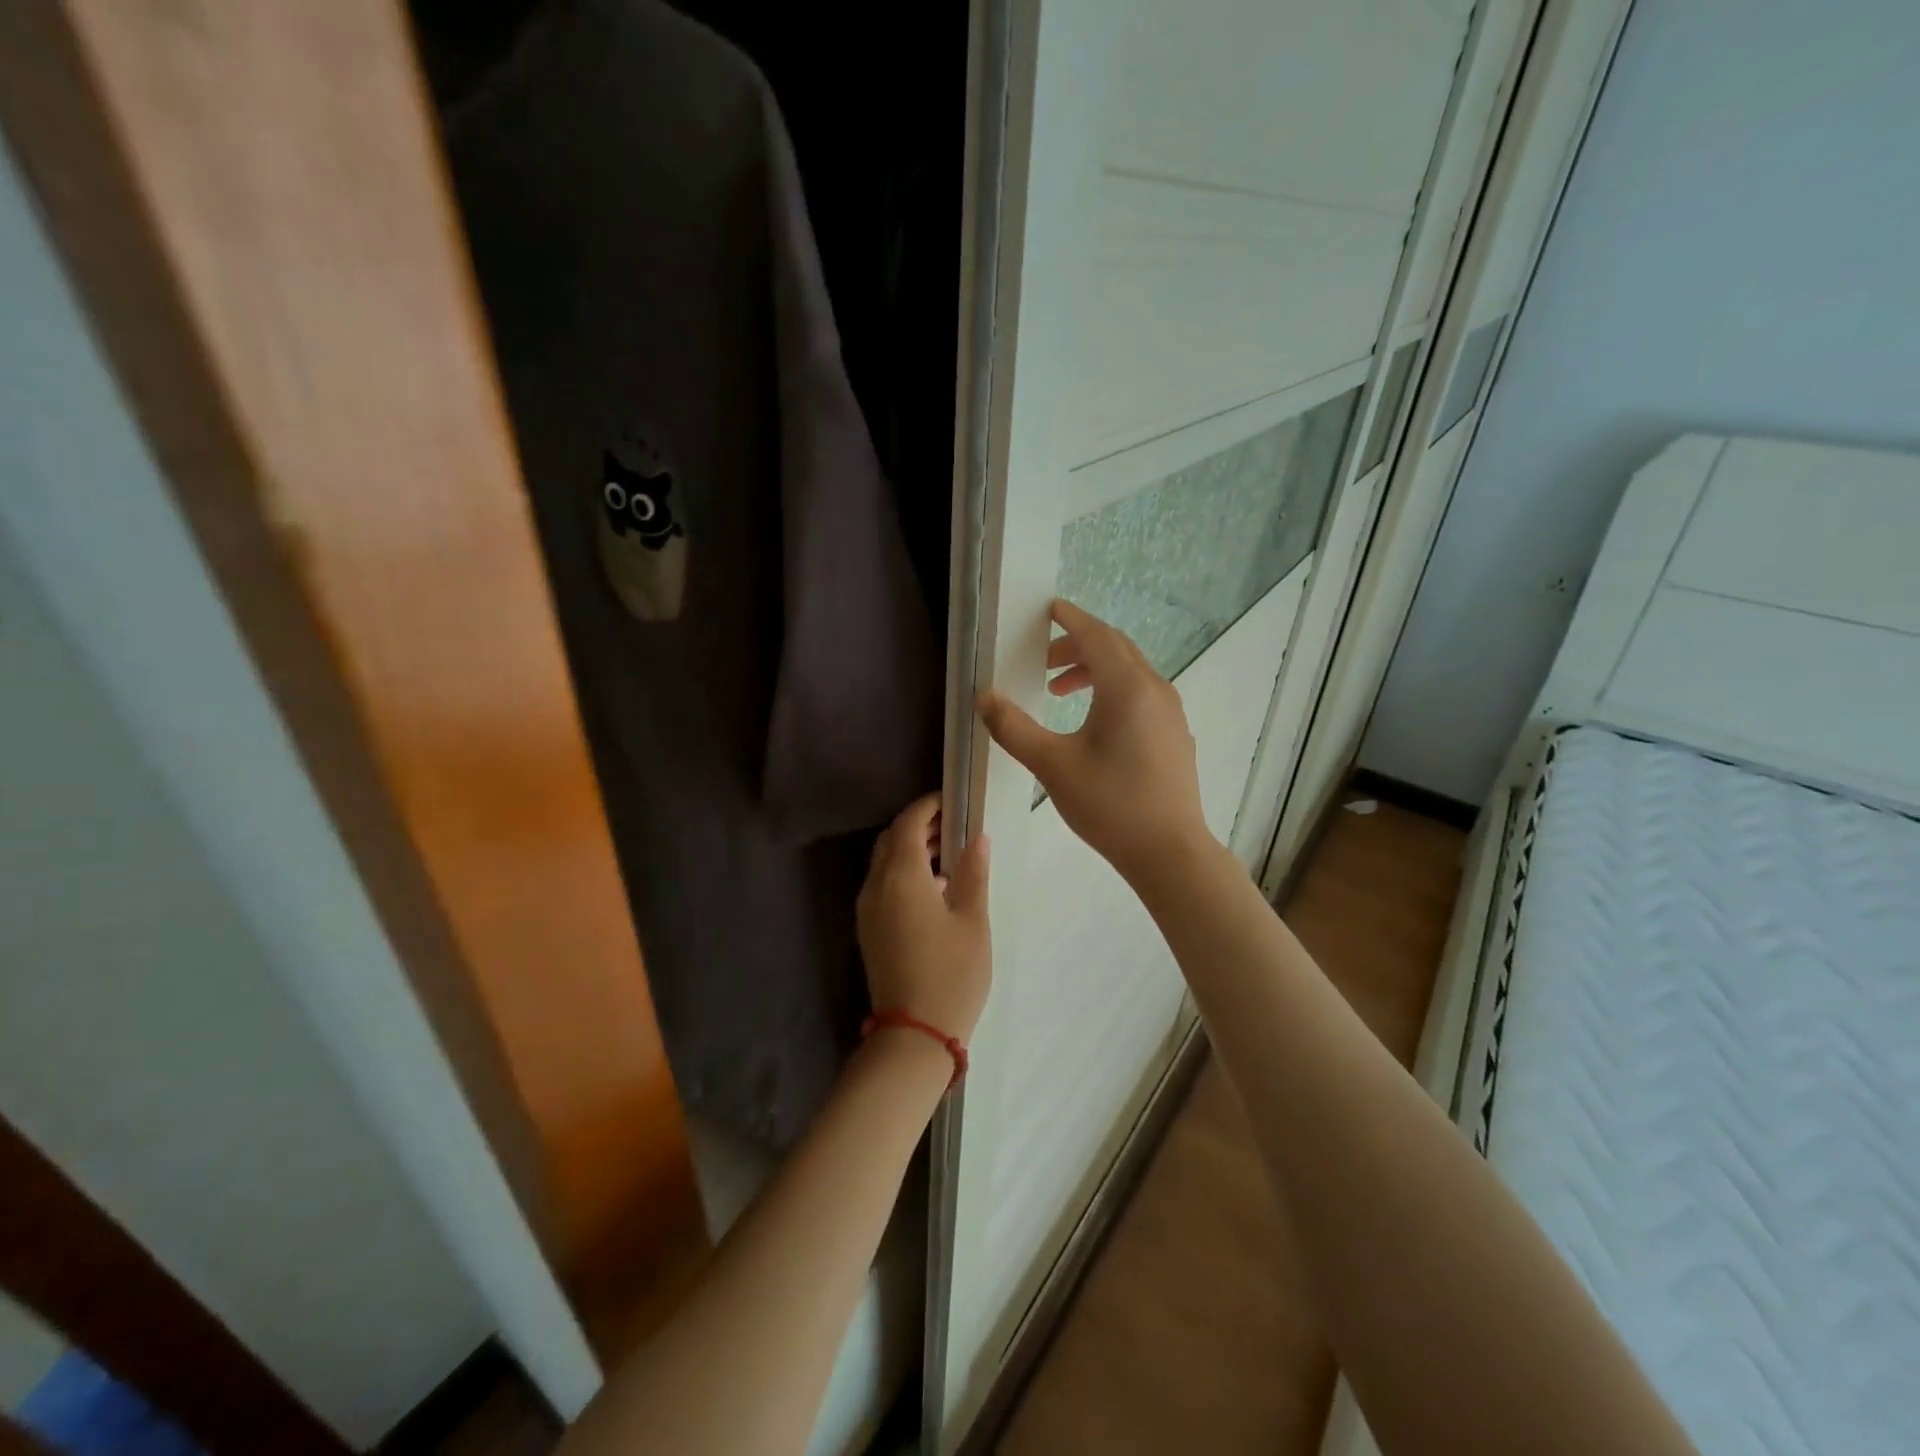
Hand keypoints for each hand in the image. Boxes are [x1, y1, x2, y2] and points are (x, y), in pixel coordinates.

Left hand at [856, 794, 991, 1044]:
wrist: (914, 1034)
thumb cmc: (952, 974)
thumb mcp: (972, 921)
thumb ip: (973, 873)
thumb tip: (978, 838)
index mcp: (902, 877)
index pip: (909, 823)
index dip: (928, 806)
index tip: (952, 801)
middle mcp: (876, 886)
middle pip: (891, 839)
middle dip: (919, 825)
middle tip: (954, 825)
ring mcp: (868, 908)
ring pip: (883, 862)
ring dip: (910, 848)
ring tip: (949, 851)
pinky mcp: (868, 928)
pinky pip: (881, 884)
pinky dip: (903, 872)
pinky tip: (934, 887)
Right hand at [978, 599, 1212, 883]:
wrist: (1169, 852)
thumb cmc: (1110, 804)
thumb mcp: (1053, 765)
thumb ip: (1014, 728)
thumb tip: (984, 697)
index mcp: (1127, 688)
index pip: (1096, 636)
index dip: (1070, 619)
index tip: (1048, 609)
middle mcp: (1155, 689)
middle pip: (1115, 648)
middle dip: (1078, 646)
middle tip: (1043, 662)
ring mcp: (1171, 712)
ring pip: (1131, 671)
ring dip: (1094, 670)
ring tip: (1059, 692)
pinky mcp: (1175, 734)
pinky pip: (1142, 693)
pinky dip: (1114, 690)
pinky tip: (1095, 723)